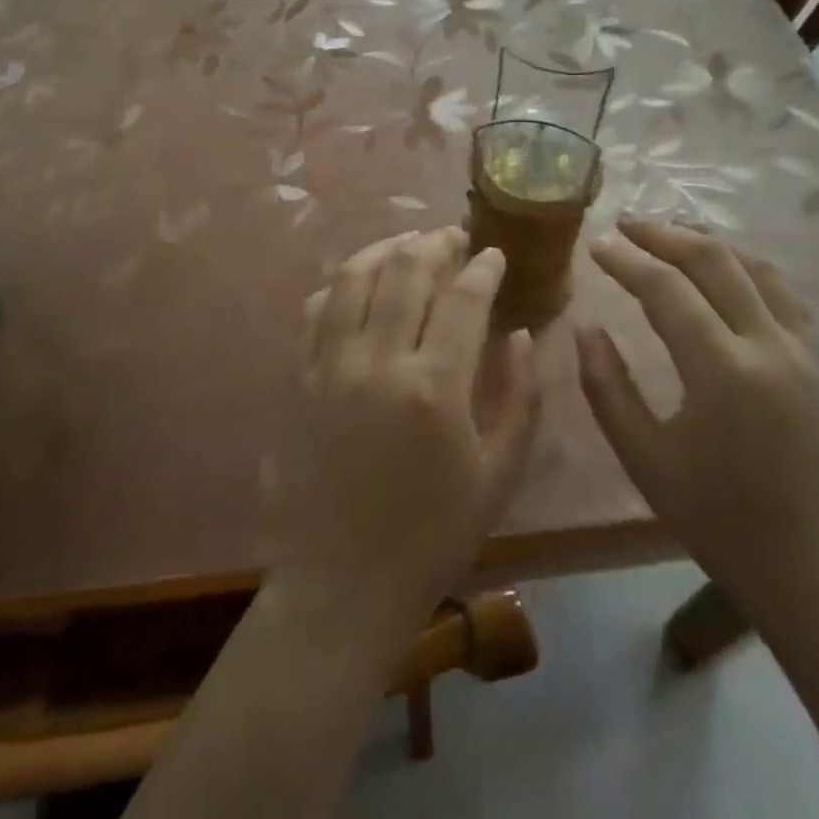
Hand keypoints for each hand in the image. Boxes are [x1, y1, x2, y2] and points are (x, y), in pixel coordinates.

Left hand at [270, 229, 541, 630]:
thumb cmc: (433, 534)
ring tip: (409, 242)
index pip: (463, 299)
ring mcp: (328, 366)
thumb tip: (522, 334)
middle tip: (454, 238)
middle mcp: (376, 361)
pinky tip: (357, 282)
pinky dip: (339, 285)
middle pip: (405, 271)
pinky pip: (314, 310)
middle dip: (435, 243)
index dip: (483, 268)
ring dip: (384, 248)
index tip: (495, 256)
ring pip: (352, 278)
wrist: (344, 580)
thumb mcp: (498, 475)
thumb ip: (519, 397)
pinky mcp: (296, 378)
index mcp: (433, 387)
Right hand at [577, 219, 818, 619]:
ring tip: (668, 233)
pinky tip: (724, 270)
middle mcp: (768, 344)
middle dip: (665, 234)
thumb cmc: (719, 519)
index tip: (594, 245)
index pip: (666, 288)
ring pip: (754, 267)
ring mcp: (800, 350)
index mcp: (722, 369)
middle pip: (715, 261)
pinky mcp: (815, 363)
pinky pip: (779, 292)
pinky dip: (744, 266)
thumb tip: (586, 329)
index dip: (625, 260)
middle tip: (625, 224)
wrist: (814, 569)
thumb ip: (607, 386)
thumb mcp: (645, 459)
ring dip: (707, 242)